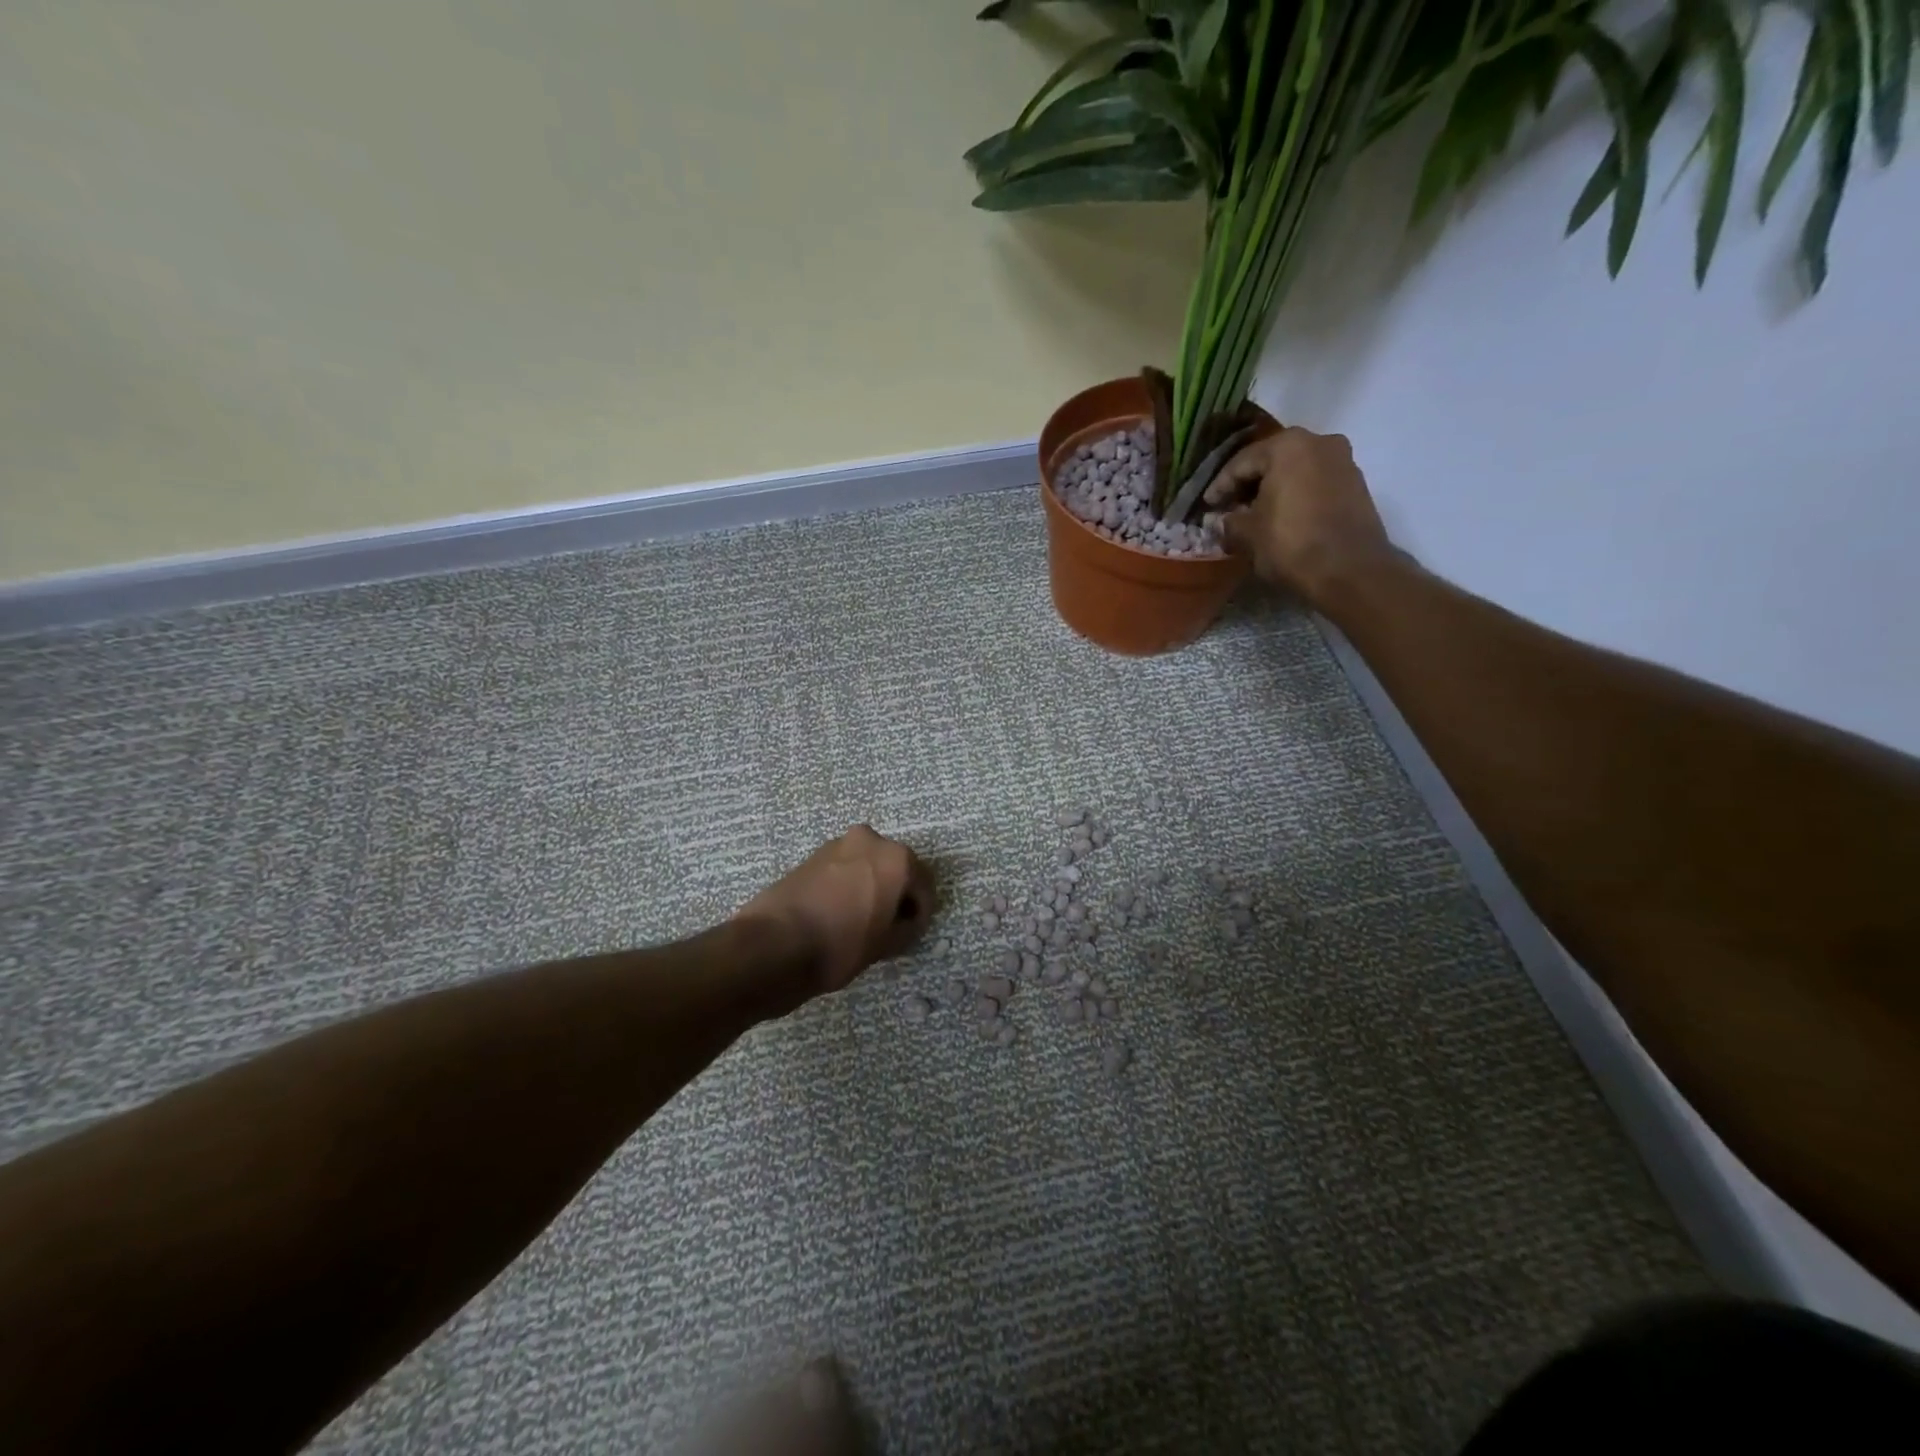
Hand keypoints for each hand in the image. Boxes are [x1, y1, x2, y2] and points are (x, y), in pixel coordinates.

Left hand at [735, 825, 933, 995]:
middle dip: (897, 893)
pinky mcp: (813, 855)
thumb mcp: (886, 945)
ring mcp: (839, 844)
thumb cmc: (841, 944)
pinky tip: (839, 912)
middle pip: (896, 868)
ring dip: (872, 886)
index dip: (921, 913)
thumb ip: (907, 928)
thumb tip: (907, 921)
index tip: (911, 933)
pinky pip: (844, 868)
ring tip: (862, 920)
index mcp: (897, 858)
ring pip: (868, 865)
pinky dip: (849, 885)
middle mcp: (871, 840)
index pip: (924, 886)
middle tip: (889, 925)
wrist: (775, 943)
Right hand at [1203, 427, 1393, 607]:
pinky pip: (1315, 482)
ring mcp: (1342, 460)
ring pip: (1295, 470)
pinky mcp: (1356, 483)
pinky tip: (1283, 517)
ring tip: (1255, 514)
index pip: (1241, 462)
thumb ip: (1229, 521)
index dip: (1219, 486)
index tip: (1207, 506)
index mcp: (1287, 446)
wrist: (1350, 569)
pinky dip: (1296, 495)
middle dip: (1248, 484)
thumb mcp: (1247, 535)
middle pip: (1271, 460)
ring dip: (1273, 489)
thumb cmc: (1291, 544)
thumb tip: (1223, 520)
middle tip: (1229, 507)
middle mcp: (1318, 442)